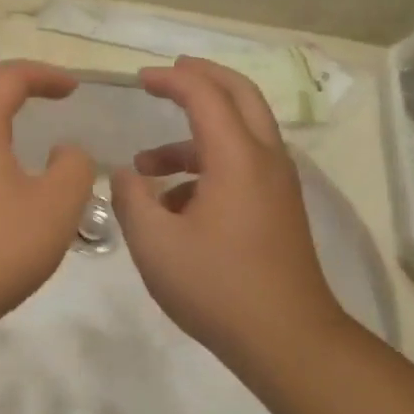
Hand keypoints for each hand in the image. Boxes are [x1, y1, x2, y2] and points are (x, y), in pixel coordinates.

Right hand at [111, 57, 345, 365]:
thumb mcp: (155, 243)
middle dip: (203, 78)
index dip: (170, 79)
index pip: (204, 94)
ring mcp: (278, 185)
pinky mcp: (280, 208)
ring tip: (147, 167)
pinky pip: (244, 165)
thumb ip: (131, 199)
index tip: (139, 80)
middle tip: (170, 73)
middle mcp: (265, 159)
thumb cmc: (217, 287)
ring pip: (240, 134)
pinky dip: (209, 165)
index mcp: (237, 157)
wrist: (288, 341)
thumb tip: (125, 175)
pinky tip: (175, 206)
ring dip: (195, 136)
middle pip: (240, 95)